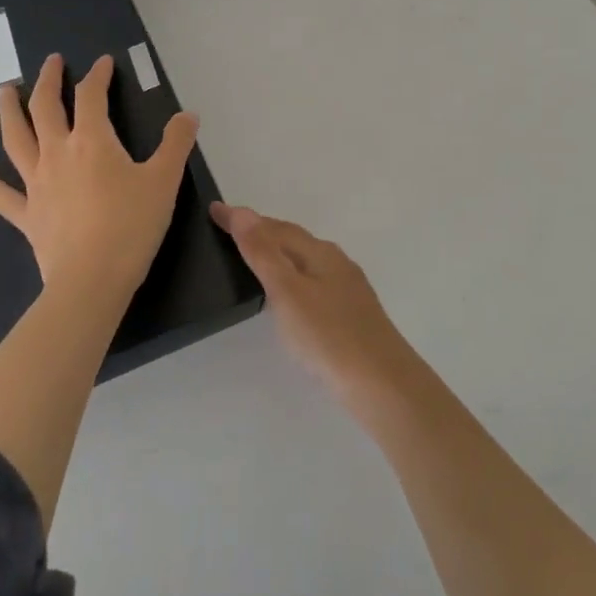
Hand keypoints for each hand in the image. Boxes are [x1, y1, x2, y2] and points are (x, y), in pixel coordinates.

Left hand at [0, 54, 198, 305]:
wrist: (92, 279)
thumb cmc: (132, 226)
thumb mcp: (164, 181)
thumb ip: (176, 144)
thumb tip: (187, 114)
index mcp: (92, 142)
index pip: (91, 96)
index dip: (98, 76)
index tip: (104, 63)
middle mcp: (57, 153)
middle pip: (46, 107)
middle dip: (49, 80)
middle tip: (51, 61)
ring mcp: (36, 183)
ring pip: (16, 139)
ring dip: (9, 111)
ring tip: (5, 91)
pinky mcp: (26, 213)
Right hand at [211, 203, 411, 395]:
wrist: (382, 384)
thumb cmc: (328, 336)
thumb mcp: (287, 292)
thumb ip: (264, 253)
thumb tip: (243, 212)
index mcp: (319, 252)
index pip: (274, 227)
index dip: (243, 220)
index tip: (214, 210)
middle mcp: (336, 262)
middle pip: (293, 239)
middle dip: (262, 231)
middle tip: (231, 231)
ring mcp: (348, 289)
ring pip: (305, 261)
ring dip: (278, 254)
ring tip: (254, 260)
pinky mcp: (352, 314)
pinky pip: (314, 282)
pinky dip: (292, 277)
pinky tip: (289, 298)